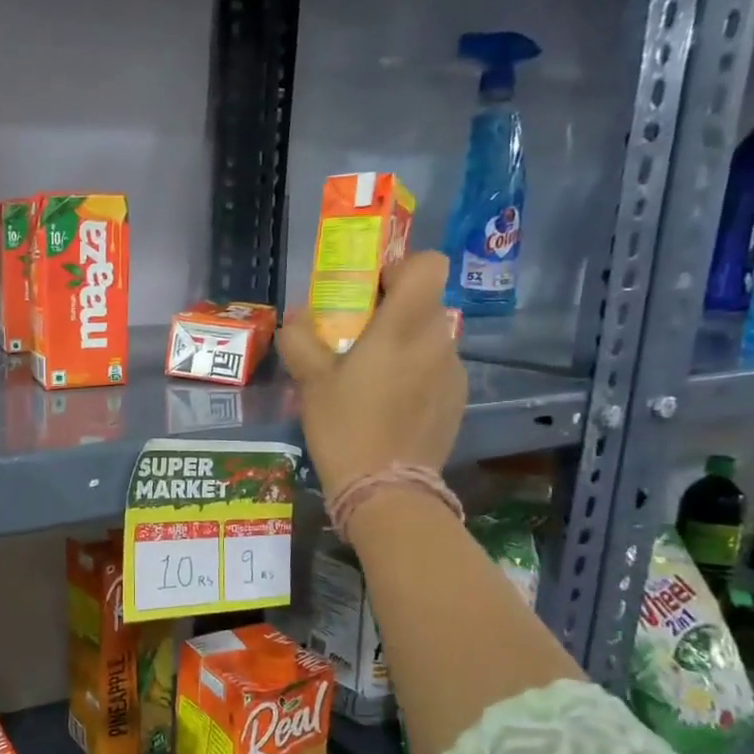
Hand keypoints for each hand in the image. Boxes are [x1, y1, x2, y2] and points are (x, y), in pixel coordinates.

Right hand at [278, 251, 465, 494]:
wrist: (385, 489)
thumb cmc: (344, 427)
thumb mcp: (311, 382)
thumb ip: (301, 340)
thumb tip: (297, 318)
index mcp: (404, 326)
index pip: (429, 265)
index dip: (402, 269)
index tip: (372, 292)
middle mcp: (438, 340)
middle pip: (426, 303)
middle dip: (395, 311)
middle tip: (360, 339)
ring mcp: (453, 372)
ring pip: (431, 338)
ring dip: (406, 345)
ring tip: (374, 379)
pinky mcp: (457, 401)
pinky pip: (437, 369)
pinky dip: (417, 374)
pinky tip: (391, 406)